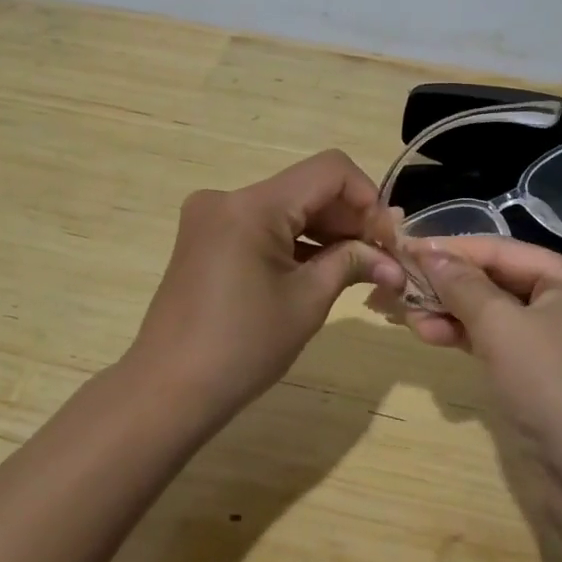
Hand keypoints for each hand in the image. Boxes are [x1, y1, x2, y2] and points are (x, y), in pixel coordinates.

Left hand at [126, 151, 404, 422]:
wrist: (168, 391)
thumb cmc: (243, 347)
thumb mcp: (307, 301)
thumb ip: (351, 263)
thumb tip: (394, 260)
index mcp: (252, 205)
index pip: (329, 170)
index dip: (367, 198)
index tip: (387, 239)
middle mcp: (228, 198)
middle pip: (307, 187)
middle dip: (349, 218)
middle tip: (382, 258)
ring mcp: (212, 216)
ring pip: (286, 206)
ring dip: (325, 230)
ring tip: (358, 267)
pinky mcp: (206, 237)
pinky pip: (263, 224)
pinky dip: (295, 240)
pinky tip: (320, 268)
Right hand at [398, 237, 561, 460]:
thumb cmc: (551, 386)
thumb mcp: (500, 327)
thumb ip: (462, 285)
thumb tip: (427, 251)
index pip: (501, 250)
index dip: (450, 249)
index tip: (404, 250)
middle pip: (497, 279)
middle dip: (446, 285)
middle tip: (397, 288)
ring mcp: (559, 339)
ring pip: (495, 312)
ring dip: (450, 312)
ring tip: (405, 317)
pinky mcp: (545, 372)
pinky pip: (500, 339)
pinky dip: (467, 336)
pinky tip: (431, 335)